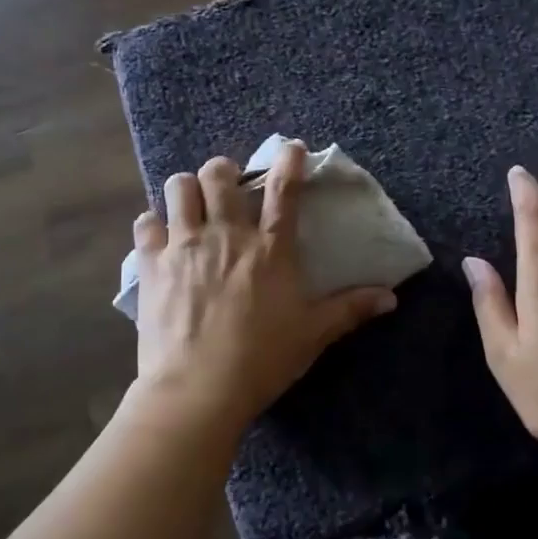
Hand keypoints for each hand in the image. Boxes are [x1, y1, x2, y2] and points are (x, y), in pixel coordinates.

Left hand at [132, 142, 396, 429]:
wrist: (197, 390)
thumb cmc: (262, 360)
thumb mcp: (313, 335)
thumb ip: (350, 310)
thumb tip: (391, 298)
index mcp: (270, 250)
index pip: (284, 192)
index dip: (289, 162)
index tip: (291, 148)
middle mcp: (226, 236)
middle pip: (219, 176)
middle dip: (224, 170)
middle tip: (227, 184)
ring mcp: (185, 246)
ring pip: (179, 187)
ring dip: (187, 188)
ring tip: (192, 203)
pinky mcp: (152, 265)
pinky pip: (146, 224)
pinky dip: (153, 223)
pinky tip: (159, 234)